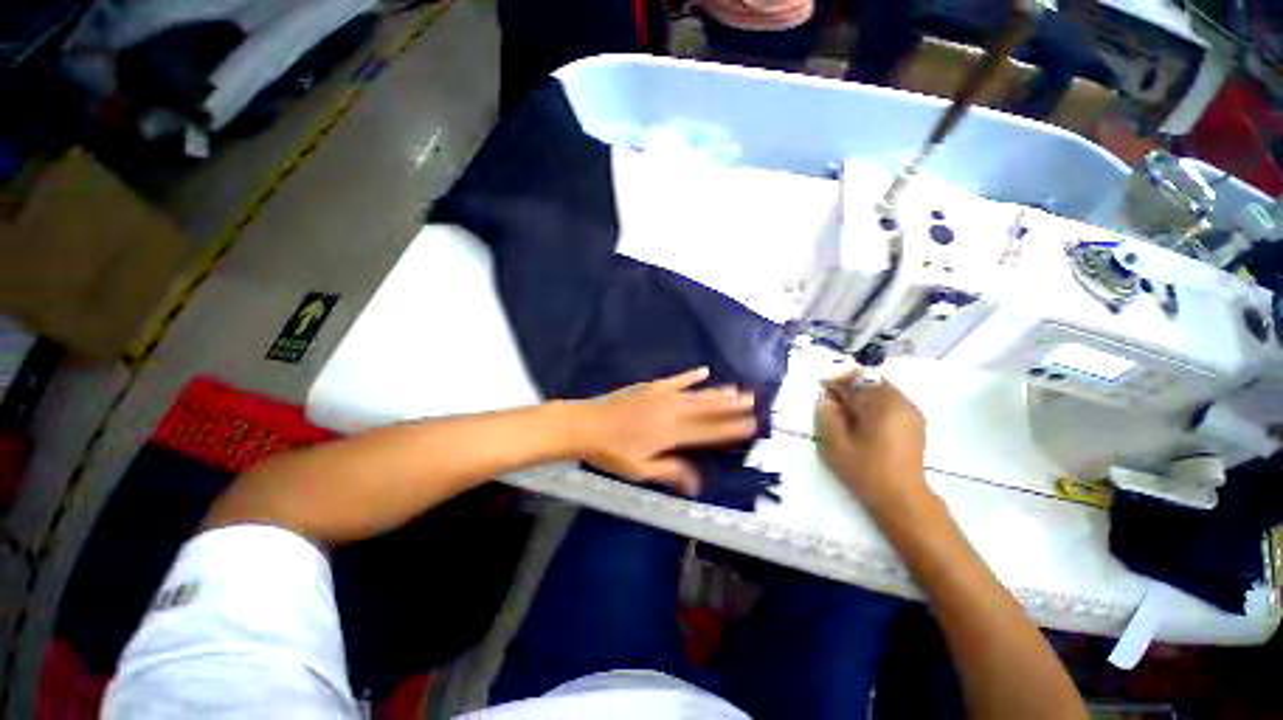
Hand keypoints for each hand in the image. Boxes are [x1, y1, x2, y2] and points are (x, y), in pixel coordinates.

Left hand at [569, 367, 756, 495]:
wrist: (586, 425)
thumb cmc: (611, 452)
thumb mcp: (640, 470)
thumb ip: (670, 472)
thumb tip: (697, 484)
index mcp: (670, 435)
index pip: (707, 432)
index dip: (730, 428)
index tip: (750, 423)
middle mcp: (671, 413)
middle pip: (706, 410)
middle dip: (731, 406)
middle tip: (753, 400)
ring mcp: (661, 397)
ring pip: (696, 394)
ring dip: (717, 392)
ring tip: (737, 389)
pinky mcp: (650, 387)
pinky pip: (675, 380)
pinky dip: (690, 376)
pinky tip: (702, 371)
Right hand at [815, 370, 928, 516]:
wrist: (902, 499)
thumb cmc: (866, 471)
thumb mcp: (836, 445)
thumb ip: (827, 417)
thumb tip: (825, 399)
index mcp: (881, 406)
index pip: (855, 383)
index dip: (836, 383)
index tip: (821, 386)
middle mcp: (900, 404)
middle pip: (872, 382)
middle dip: (850, 385)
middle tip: (832, 397)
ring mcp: (911, 414)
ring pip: (882, 391)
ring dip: (863, 393)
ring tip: (846, 408)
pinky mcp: (914, 424)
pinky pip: (892, 402)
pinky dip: (875, 403)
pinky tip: (864, 419)